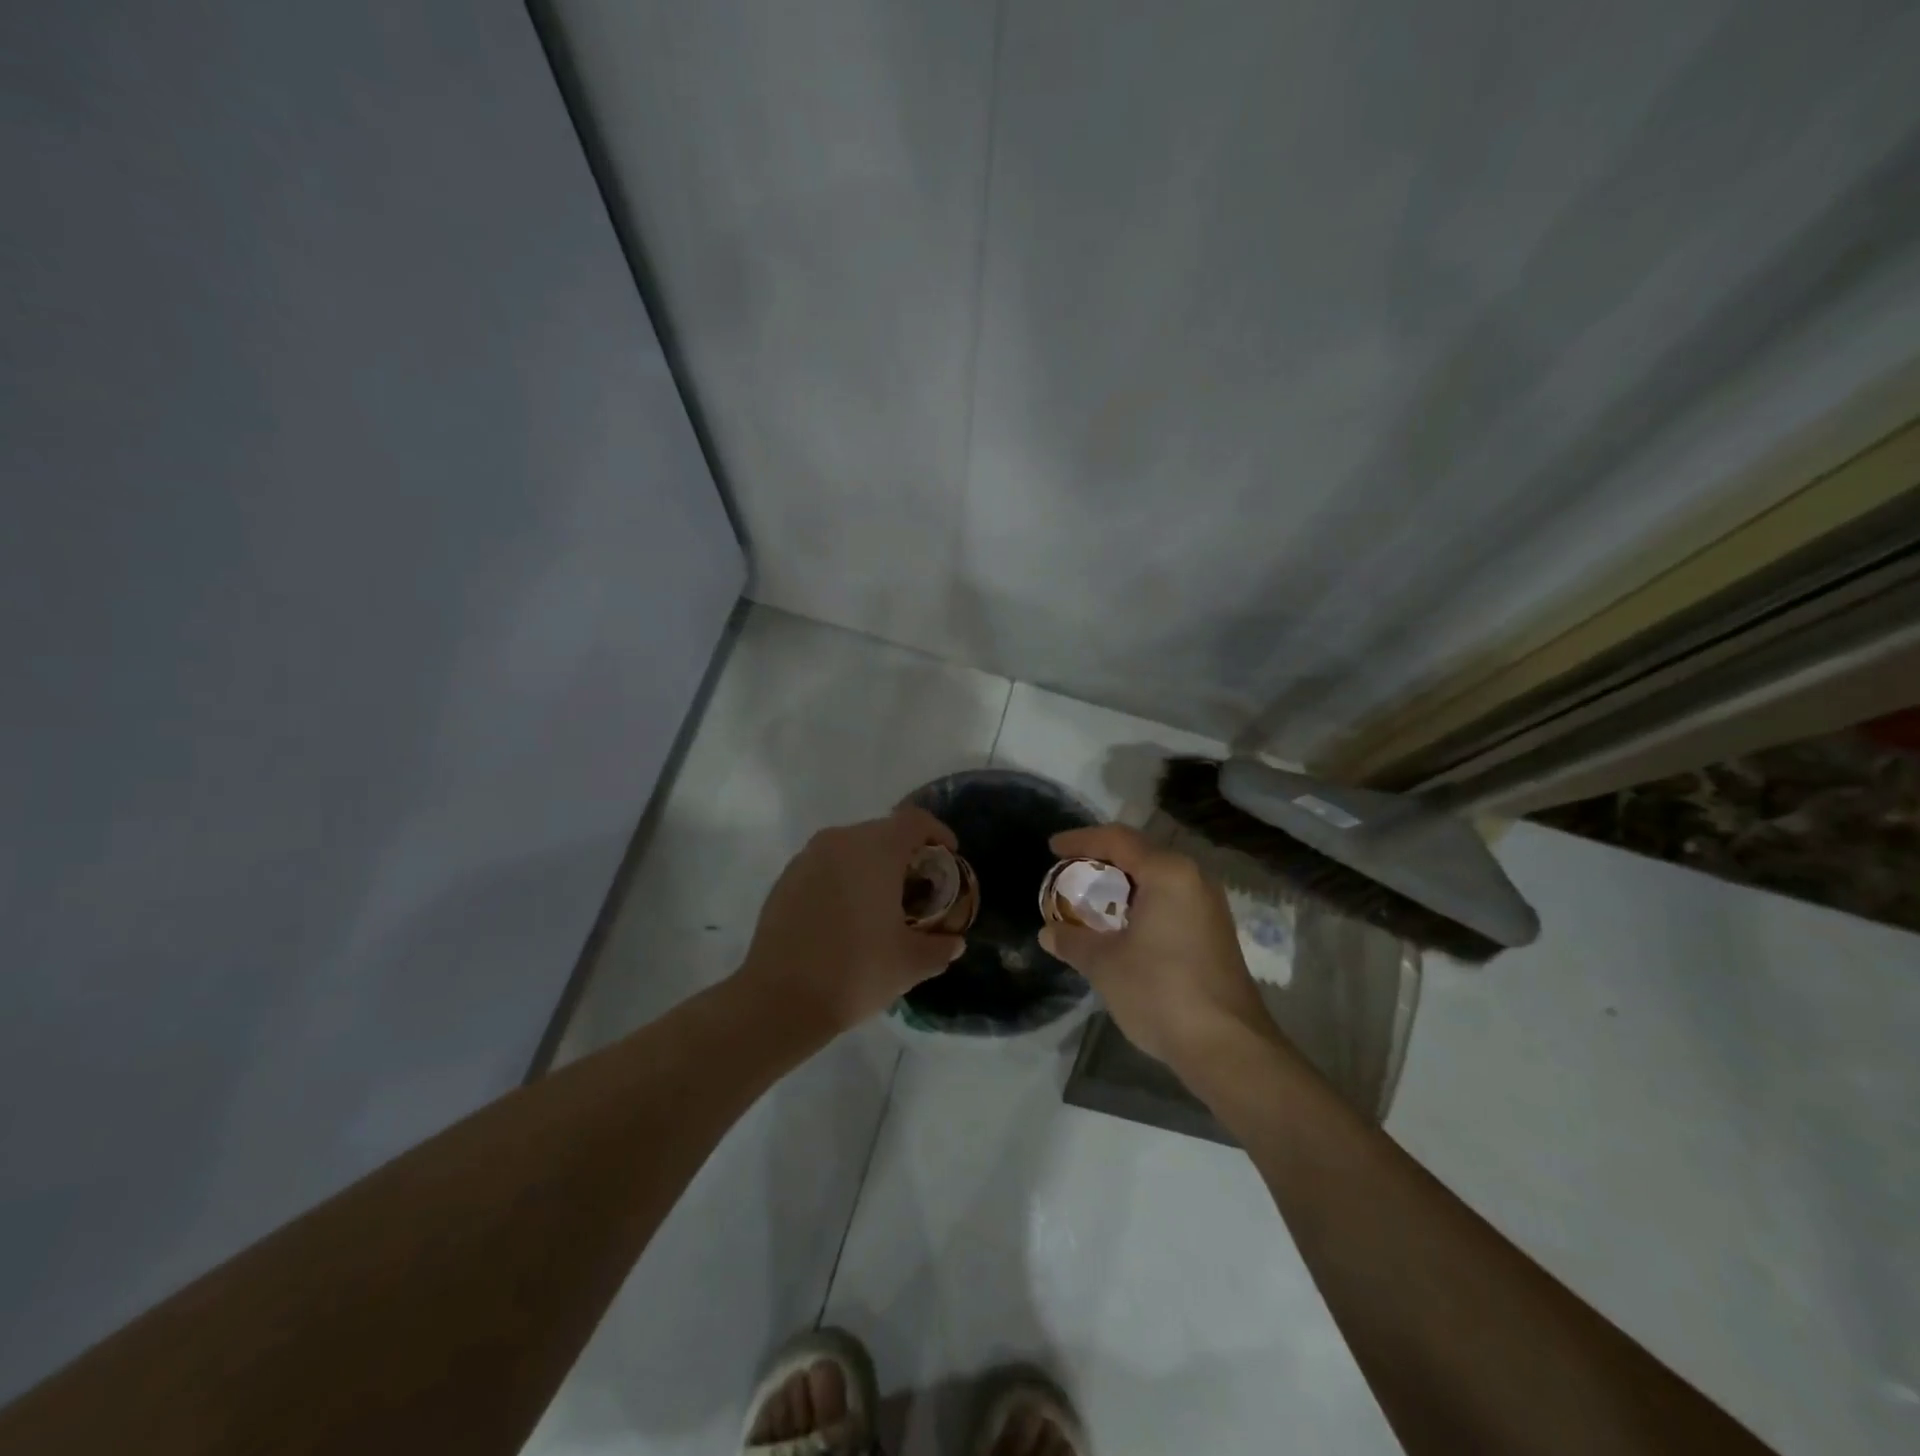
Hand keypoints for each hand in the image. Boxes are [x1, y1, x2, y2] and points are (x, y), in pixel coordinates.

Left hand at [736, 806, 966, 1037]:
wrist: (779, 999)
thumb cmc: (855, 972)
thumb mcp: (911, 964)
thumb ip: (940, 947)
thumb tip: (953, 942)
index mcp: (876, 849)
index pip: (915, 820)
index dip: (938, 833)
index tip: (948, 857)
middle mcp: (840, 841)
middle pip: (883, 832)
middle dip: (905, 854)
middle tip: (917, 888)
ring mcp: (807, 858)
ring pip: (851, 848)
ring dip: (871, 867)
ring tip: (881, 905)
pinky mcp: (785, 879)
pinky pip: (825, 866)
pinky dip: (843, 880)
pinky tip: (845, 918)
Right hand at [1038, 824, 1275, 1071]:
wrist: (1227, 1047)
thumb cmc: (1160, 992)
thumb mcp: (1104, 964)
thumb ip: (1073, 940)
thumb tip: (1049, 933)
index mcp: (1168, 873)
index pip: (1117, 840)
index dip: (1080, 840)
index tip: (1052, 849)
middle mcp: (1194, 879)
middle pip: (1140, 854)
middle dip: (1102, 860)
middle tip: (1069, 872)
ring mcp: (1209, 907)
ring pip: (1157, 879)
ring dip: (1123, 885)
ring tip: (1091, 899)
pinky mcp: (1215, 933)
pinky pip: (1171, 901)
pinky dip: (1142, 903)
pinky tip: (1122, 927)